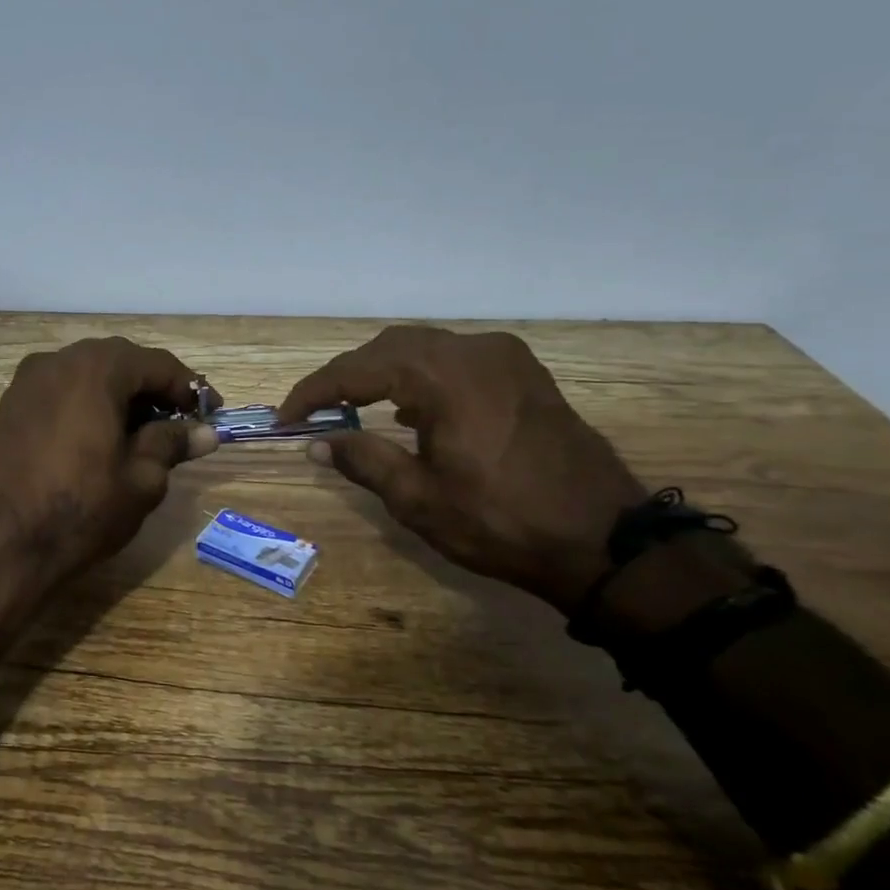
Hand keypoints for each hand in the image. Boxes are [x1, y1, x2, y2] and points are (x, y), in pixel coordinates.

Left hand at [0, 337, 218, 583]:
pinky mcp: (12, 404)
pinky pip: (61, 388)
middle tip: (179, 421)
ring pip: (88, 372)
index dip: (189, 388)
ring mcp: (29, 380)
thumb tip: (205, 433)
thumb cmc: (83, 508)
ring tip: (143, 431)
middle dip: (153, 388)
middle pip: (120, 361)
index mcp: (96, 369)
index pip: (156, 364)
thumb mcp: (142, 478)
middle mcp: (59, 360)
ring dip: (120, 393)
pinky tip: (101, 434)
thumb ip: (172, 444)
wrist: (5, 541)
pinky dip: (88, 401)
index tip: (212, 413)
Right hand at [279, 326, 647, 610]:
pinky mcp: (525, 375)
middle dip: (345, 376)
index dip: (313, 392)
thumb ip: (362, 460)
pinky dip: (420, 377)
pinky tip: (410, 410)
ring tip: (353, 408)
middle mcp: (474, 351)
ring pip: (423, 348)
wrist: (605, 542)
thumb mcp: (418, 498)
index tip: (285, 417)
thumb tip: (316, 442)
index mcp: (443, 376)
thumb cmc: (501, 522)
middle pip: (389, 347)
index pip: (357, 370)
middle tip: (315, 411)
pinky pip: (456, 360)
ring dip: (382, 373)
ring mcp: (505, 358)